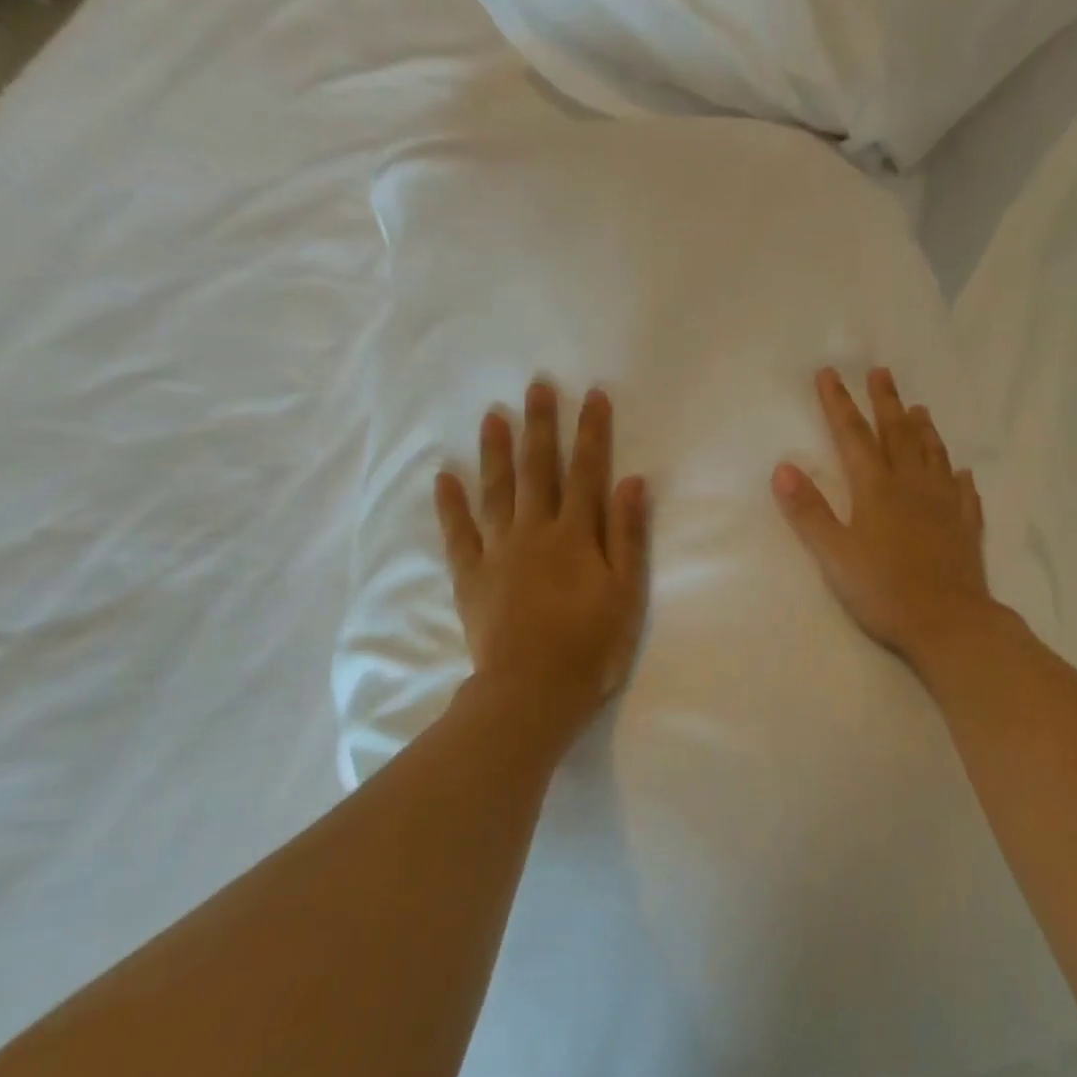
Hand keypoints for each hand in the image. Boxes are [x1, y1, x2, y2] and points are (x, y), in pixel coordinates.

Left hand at [435, 383, 650, 738]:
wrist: (533, 690)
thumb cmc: (591, 644)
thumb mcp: (625, 592)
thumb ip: (627, 534)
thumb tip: (631, 481)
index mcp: (576, 534)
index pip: (587, 472)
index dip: (592, 432)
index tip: (592, 395)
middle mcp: (535, 531)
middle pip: (538, 469)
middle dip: (540, 425)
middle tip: (536, 385)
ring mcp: (498, 551)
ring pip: (496, 490)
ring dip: (495, 450)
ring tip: (492, 415)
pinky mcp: (471, 575)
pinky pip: (458, 532)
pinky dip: (450, 503)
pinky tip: (445, 476)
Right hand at [773, 367, 1001, 668]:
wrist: (949, 622)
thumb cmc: (884, 591)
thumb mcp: (834, 555)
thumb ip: (809, 512)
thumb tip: (783, 468)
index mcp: (877, 489)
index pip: (854, 436)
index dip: (839, 404)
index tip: (829, 373)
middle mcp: (913, 486)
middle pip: (899, 434)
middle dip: (886, 402)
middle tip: (882, 372)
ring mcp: (944, 505)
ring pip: (934, 455)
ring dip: (924, 430)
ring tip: (920, 408)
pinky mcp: (966, 527)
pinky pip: (964, 493)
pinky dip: (959, 478)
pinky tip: (961, 473)